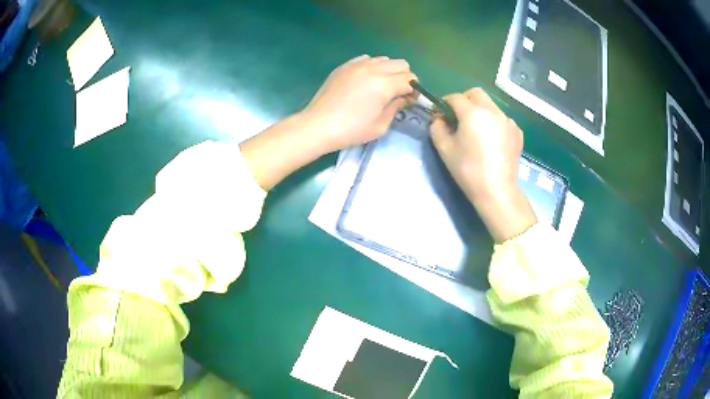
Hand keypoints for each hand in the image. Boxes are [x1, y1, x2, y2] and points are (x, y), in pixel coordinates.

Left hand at [301, 54, 416, 152]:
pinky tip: (366, 80)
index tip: (410, 100)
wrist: (318, 125)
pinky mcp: (345, 66)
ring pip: (384, 59)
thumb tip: (404, 98)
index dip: (414, 90)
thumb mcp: (380, 125)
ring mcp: (357, 64)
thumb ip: (396, 107)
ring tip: (382, 86)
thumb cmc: (351, 130)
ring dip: (389, 70)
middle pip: (401, 64)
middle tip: (399, 92)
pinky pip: (366, 59)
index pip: (410, 79)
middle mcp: (373, 69)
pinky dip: (373, 66)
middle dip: (405, 77)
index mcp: (384, 84)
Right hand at [430, 88, 535, 241]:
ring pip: (490, 105)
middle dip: (464, 100)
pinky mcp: (517, 132)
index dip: (444, 103)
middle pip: (476, 93)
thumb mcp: (444, 149)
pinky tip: (491, 140)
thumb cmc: (468, 170)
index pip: (455, 97)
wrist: (497, 191)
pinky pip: (502, 119)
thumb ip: (437, 128)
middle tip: (458, 116)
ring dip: (480, 110)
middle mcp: (493, 110)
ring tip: (476, 130)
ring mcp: (508, 121)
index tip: (440, 113)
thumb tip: (439, 120)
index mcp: (473, 112)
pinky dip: (494, 122)